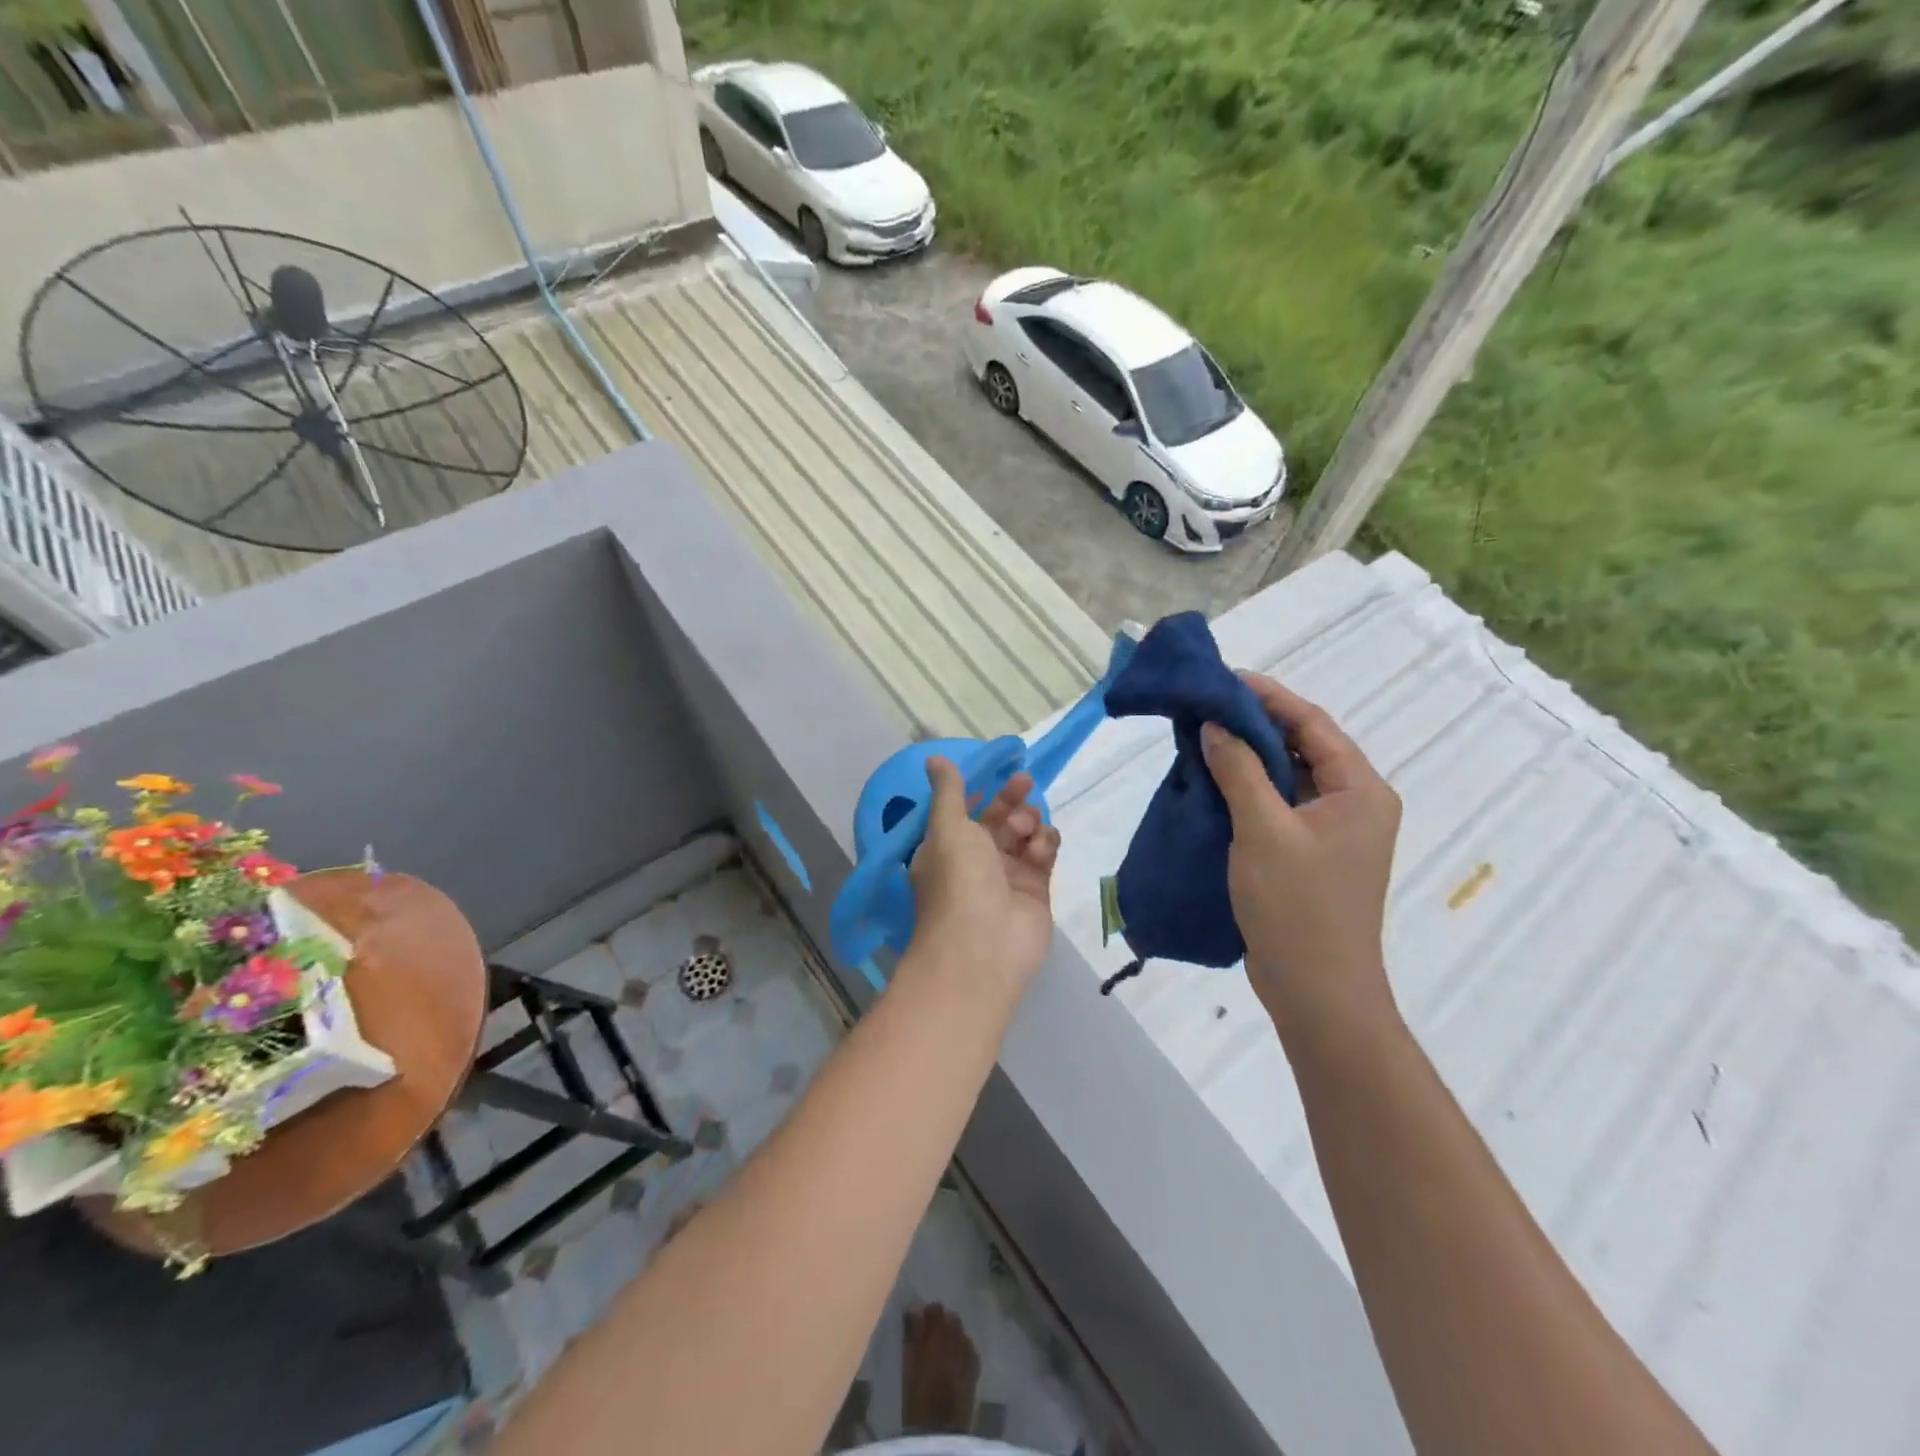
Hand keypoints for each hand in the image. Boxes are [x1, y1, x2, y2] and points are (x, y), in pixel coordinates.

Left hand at [907, 757, 1059, 994]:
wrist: (984, 947)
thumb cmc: (958, 880)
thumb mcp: (947, 827)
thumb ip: (948, 791)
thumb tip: (933, 757)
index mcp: (946, 846)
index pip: (965, 810)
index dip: (982, 790)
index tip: (1000, 771)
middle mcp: (975, 861)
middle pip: (998, 819)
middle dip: (1010, 800)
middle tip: (1024, 783)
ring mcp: (1007, 876)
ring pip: (1024, 834)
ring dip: (1028, 822)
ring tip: (1026, 830)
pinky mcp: (1036, 890)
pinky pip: (1044, 855)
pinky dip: (1045, 844)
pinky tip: (1042, 846)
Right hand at [1200, 673, 1401, 1038]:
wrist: (1317, 991)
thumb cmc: (1297, 908)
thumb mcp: (1262, 831)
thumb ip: (1239, 771)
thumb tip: (1214, 724)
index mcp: (1360, 790)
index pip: (1312, 724)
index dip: (1267, 696)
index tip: (1223, 678)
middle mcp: (1354, 802)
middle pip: (1302, 746)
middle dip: (1254, 723)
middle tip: (1204, 705)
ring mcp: (1333, 829)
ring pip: (1287, 775)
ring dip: (1247, 755)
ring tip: (1201, 735)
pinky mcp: (1310, 851)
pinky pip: (1279, 803)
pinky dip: (1248, 787)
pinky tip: (1212, 779)